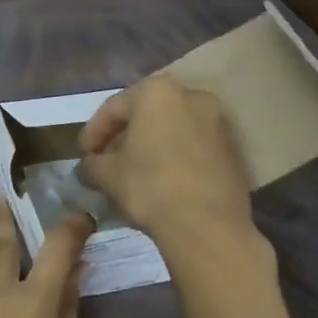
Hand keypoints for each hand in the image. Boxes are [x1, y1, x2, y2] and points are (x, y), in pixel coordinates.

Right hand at [78, 76, 253, 244]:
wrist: (208, 226)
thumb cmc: (150, 186)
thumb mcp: (107, 174)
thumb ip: (92, 163)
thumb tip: (88, 167)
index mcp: (157, 92)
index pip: (114, 108)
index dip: (94, 132)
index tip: (84, 154)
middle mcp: (191, 95)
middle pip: (146, 114)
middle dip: (124, 136)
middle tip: (107, 160)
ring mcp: (217, 121)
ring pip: (172, 128)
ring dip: (151, 145)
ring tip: (134, 171)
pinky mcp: (233, 148)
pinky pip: (194, 144)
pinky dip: (175, 155)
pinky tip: (162, 179)